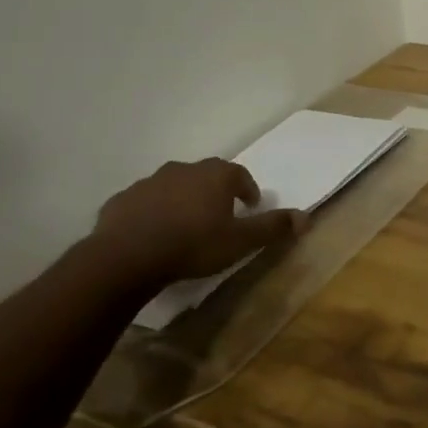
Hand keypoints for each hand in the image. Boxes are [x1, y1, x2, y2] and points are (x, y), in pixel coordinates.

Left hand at [91, 159, 306, 284]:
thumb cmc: (194, 245)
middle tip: (219, 215)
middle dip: (214, 192)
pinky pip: (144, 203)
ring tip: (185, 226)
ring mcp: (149, 182)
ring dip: (182, 200)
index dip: (247, 189)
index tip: (249, 207)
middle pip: (205, 176)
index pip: (239, 174)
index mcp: (215, 175)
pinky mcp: (122, 200)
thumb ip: (273, 227)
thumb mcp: (241, 241)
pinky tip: (152, 234)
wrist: (126, 257)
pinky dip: (152, 212)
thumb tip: (305, 217)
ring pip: (173, 186)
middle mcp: (183, 169)